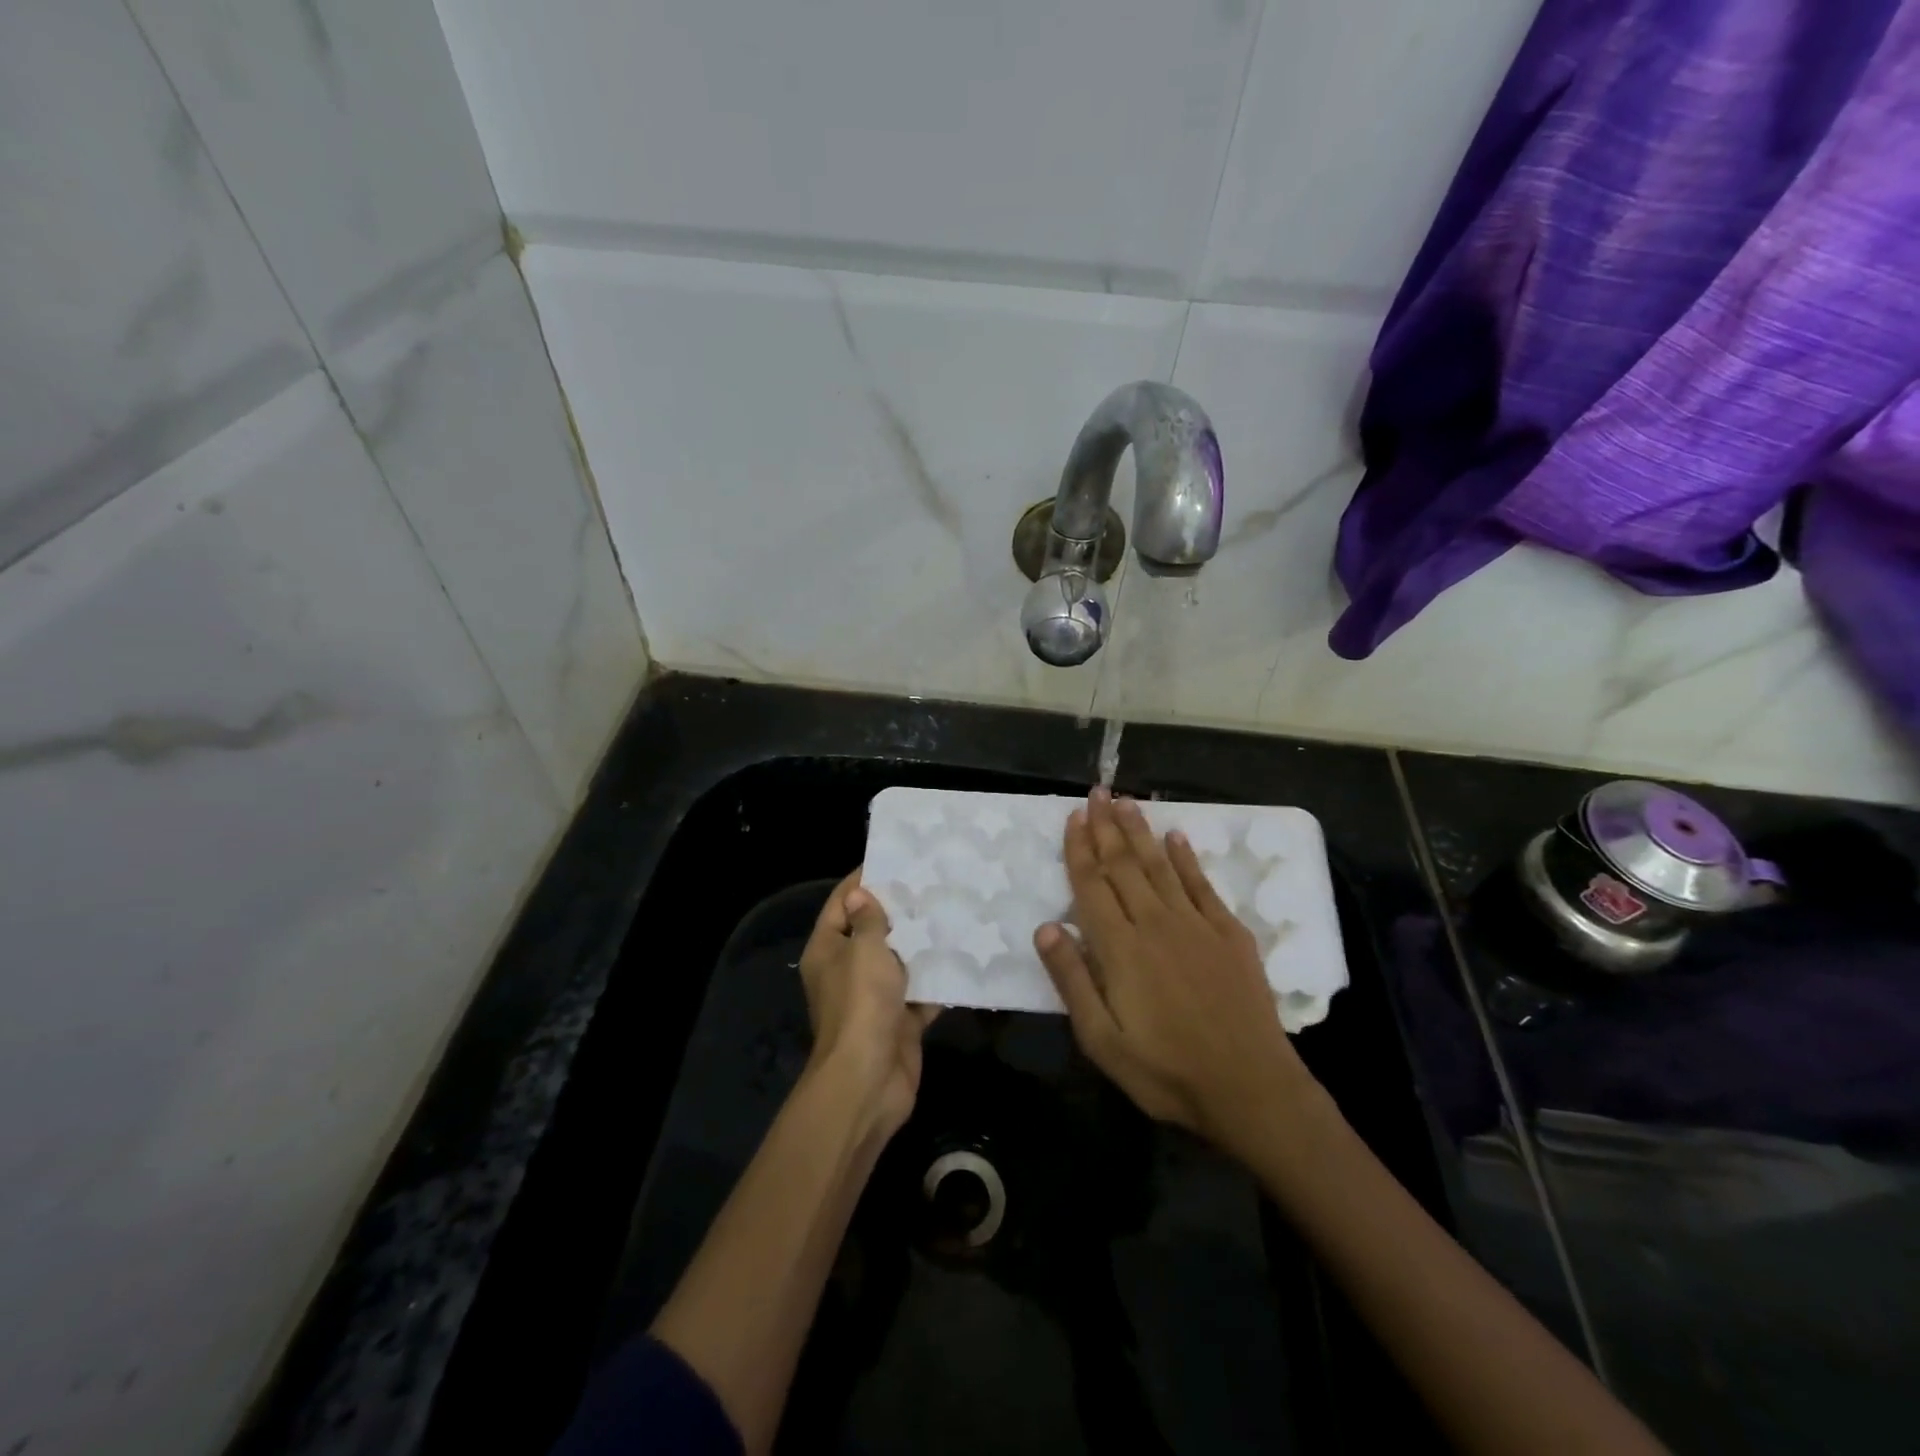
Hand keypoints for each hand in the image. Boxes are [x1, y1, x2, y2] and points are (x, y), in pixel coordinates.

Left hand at [799, 869, 937, 1144]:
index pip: (843, 903)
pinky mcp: (899, 1019)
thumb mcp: (865, 951)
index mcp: (829, 949)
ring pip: (900, 961)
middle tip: (934, 881)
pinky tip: (964, 954)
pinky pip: (920, 991)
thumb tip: (862, 894)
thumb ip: (869, 920)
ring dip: (923, 943)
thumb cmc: (862, 1004)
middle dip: (901, 909)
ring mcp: (874, 997)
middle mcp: (848, 969)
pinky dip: (938, 978)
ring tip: (954, 909)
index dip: (865, 880)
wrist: (869, 1080)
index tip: (896, 859)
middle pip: (873, 931)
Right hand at [1033, 789, 1315, 1157]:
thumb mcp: (1103, 1041)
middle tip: (1096, 792)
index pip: (1092, 885)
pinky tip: (1176, 836)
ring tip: (1127, 801)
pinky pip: (1202, 884)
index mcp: (1120, 949)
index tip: (1073, 816)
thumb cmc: (1167, 1071)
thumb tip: (1047, 927)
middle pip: (1124, 865)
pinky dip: (1187, 858)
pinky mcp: (1230, 934)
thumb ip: (1073, 981)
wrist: (1251, 1089)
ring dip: (1140, 832)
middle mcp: (1155, 923)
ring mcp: (1196, 925)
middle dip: (1106, 826)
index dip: (1080, 849)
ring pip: (1160, 866)